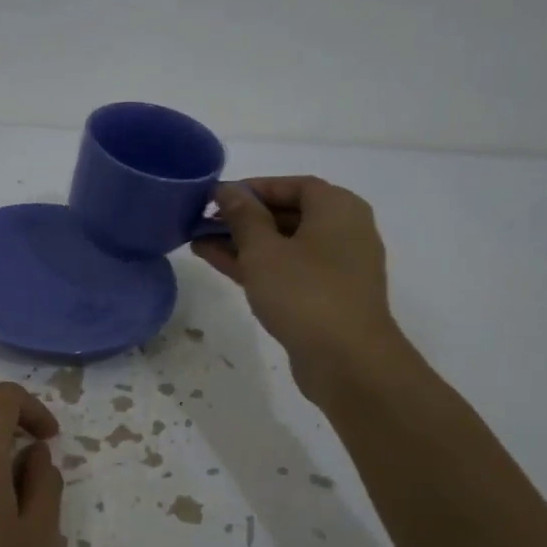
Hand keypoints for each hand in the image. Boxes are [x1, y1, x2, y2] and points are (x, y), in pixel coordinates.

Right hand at [192, 177, 404, 402]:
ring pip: (282, 245)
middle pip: (287, 214)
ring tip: (199, 242)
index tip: (216, 196)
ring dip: (243, 243)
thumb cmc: (305, 293)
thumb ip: (243, 216)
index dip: (253, 187)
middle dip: (242, 217)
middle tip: (202, 220)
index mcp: (337, 208)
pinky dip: (257, 265)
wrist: (347, 361)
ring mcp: (336, 267)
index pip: (292, 185)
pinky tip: (219, 264)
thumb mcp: (264, 250)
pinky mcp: (326, 296)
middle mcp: (343, 231)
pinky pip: (287, 269)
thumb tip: (229, 190)